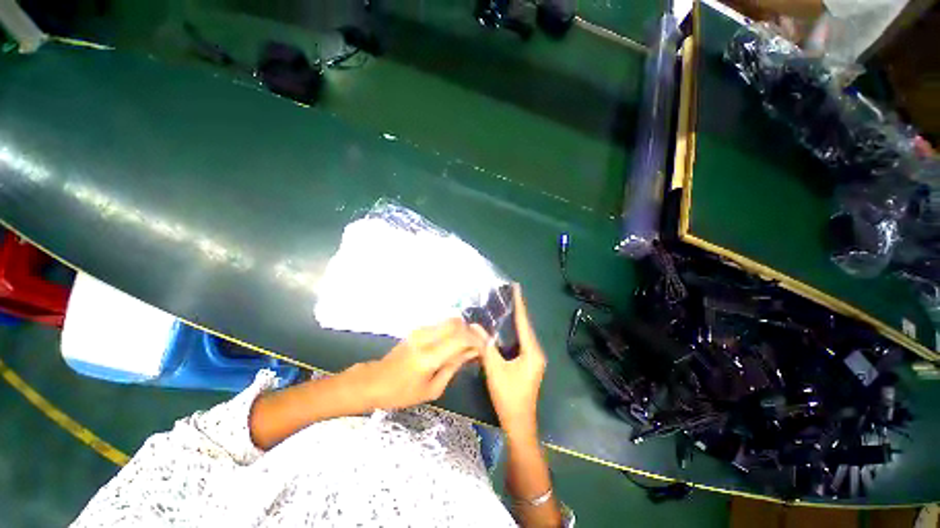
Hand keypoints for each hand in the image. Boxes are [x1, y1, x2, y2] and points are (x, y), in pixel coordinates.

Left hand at [345, 318, 484, 410]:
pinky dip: (453, 330)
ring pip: (449, 320)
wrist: (374, 381)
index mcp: (428, 356)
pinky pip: (441, 324)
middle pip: (456, 323)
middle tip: (477, 344)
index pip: (460, 338)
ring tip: (467, 345)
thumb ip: (453, 367)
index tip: (484, 349)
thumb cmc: (402, 393)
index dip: (476, 340)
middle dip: (471, 331)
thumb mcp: (432, 389)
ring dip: (462, 330)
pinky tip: (454, 343)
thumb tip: (471, 352)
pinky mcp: (417, 329)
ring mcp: (420, 330)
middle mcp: (425, 337)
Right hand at [480, 284, 545, 436]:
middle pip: (525, 326)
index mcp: (532, 351)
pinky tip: (505, 328)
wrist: (519, 424)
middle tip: (508, 293)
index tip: (516, 287)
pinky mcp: (529, 364)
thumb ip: (485, 346)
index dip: (519, 304)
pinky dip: (513, 333)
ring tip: (506, 305)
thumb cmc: (508, 396)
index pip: (524, 322)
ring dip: (515, 321)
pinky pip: (521, 342)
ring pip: (523, 335)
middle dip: (517, 309)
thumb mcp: (495, 369)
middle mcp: (536, 352)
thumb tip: (474, 326)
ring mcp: (534, 358)